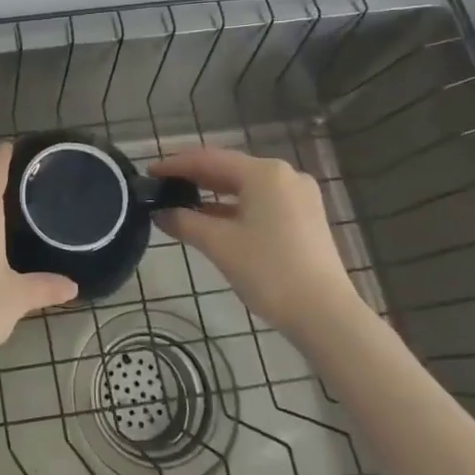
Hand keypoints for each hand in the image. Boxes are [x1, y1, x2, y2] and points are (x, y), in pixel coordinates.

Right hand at [149, 146, 360, 338]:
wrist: (325, 315)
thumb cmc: (269, 271)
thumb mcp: (219, 244)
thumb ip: (185, 221)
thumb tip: (159, 213)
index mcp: (264, 173)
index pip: (209, 159)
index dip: (176, 164)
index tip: (149, 172)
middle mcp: (284, 175)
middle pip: (229, 168)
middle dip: (194, 176)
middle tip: (161, 184)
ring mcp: (299, 196)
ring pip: (245, 186)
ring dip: (213, 193)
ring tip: (181, 200)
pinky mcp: (305, 217)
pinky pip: (260, 201)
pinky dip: (234, 207)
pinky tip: (212, 218)